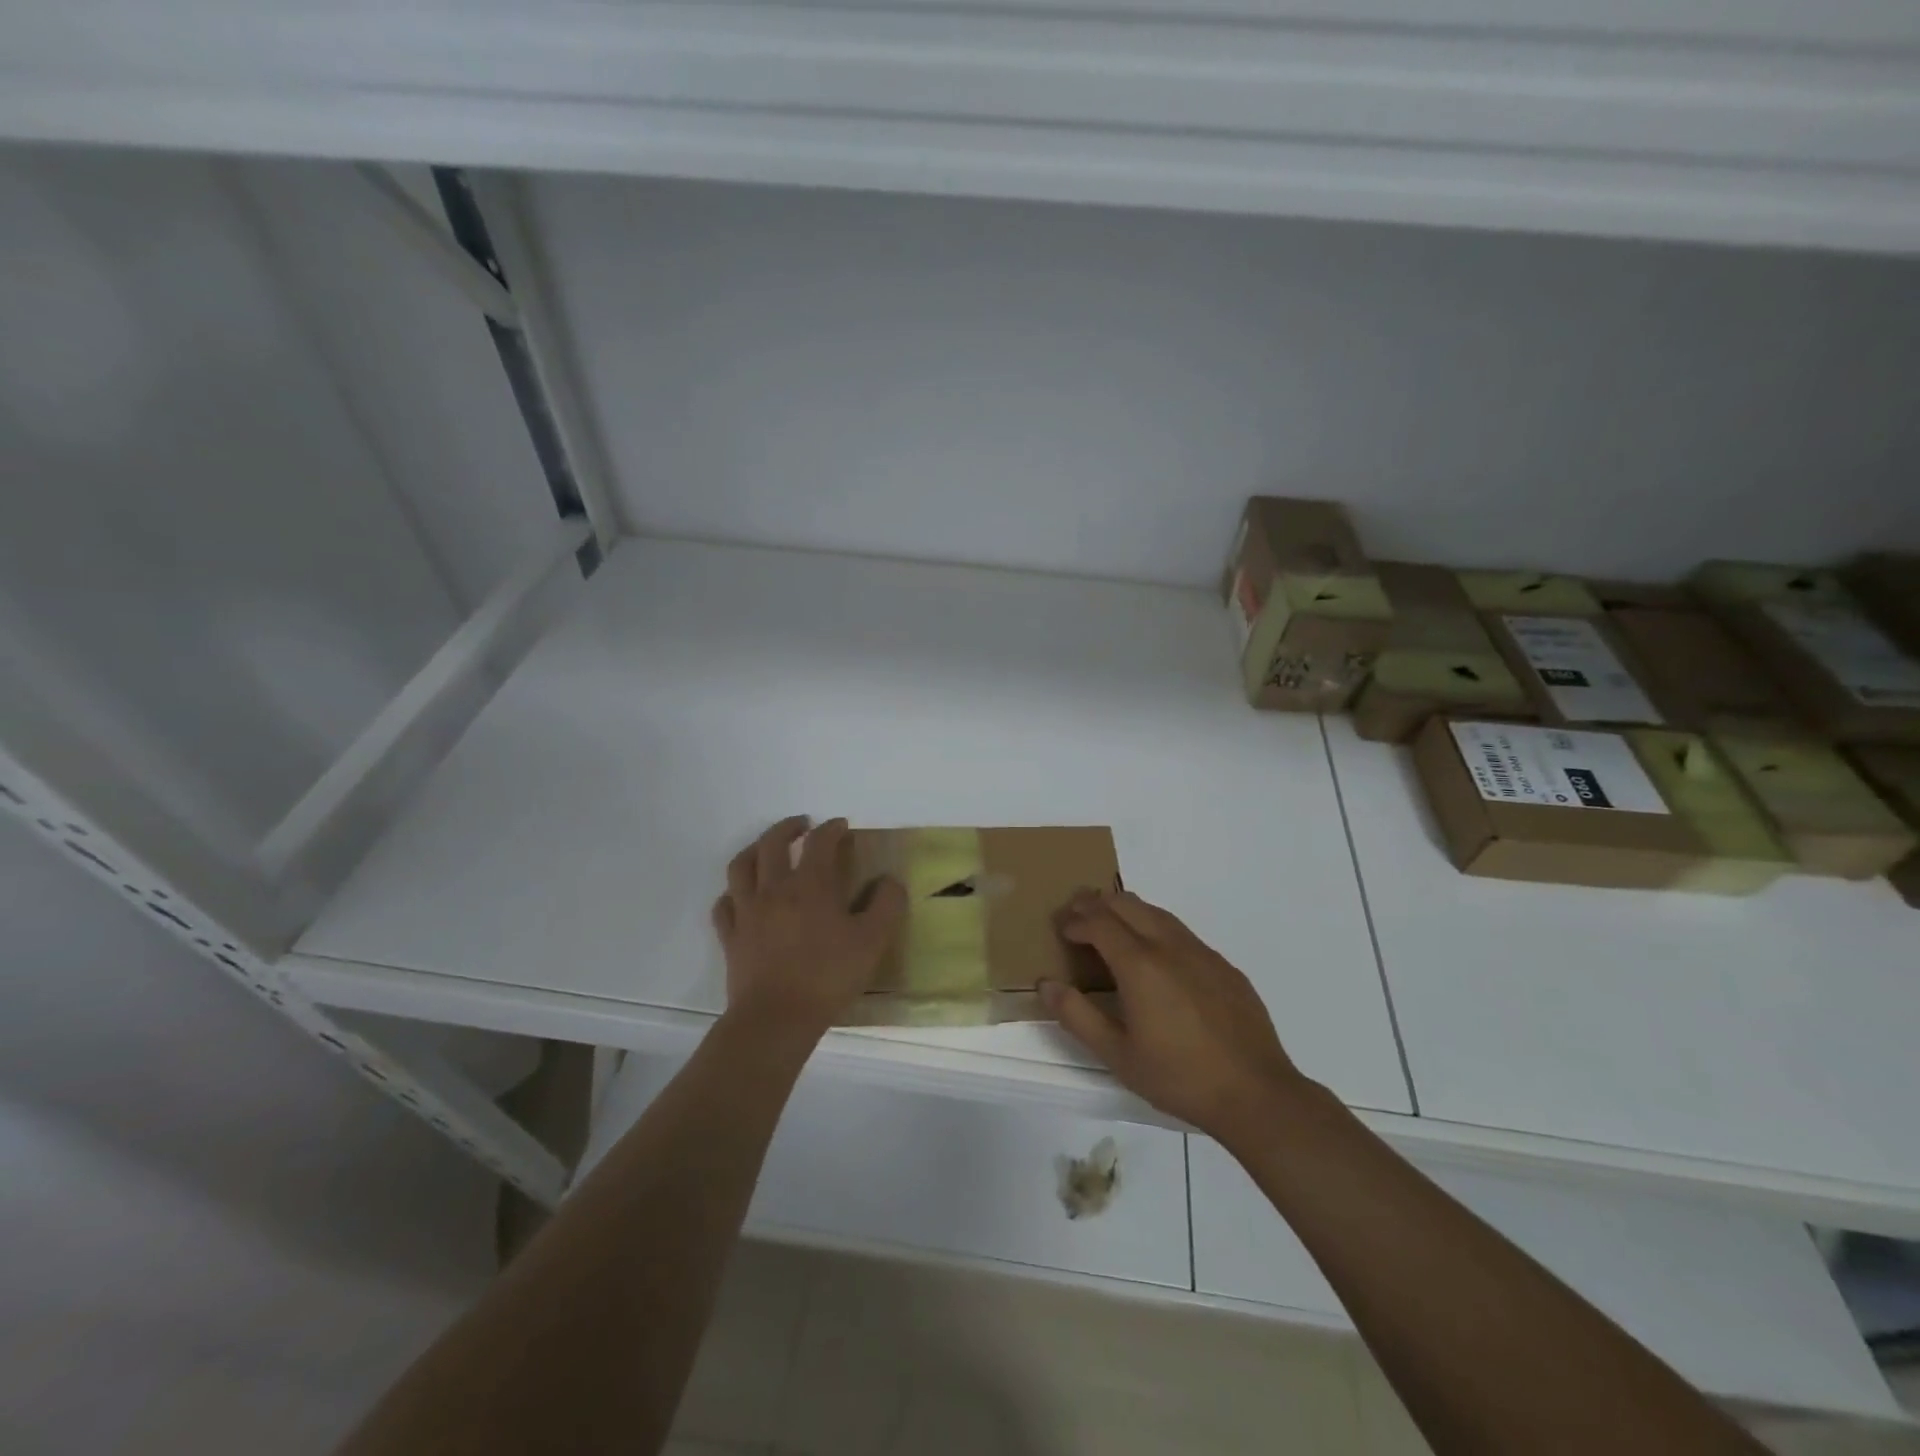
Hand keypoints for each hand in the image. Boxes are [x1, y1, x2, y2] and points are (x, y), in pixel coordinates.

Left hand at [712, 816, 905, 1031]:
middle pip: (773, 843)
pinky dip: (732, 893)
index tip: (841, 826)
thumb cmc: (828, 976)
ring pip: (741, 866)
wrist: (776, 1019)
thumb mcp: (872, 941)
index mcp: (811, 885)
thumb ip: (886, 904)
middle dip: (788, 828)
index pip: (820, 842)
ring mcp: (747, 912)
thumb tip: (889, 880)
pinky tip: (740, 897)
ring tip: (766, 849)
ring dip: (754, 850)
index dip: (831, 828)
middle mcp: (774, 889)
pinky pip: (724, 905)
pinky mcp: (731, 937)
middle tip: (802, 825)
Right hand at [1041, 890, 1306, 1140]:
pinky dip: (1156, 928)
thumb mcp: (1117, 1055)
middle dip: (1097, 904)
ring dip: (1128, 911)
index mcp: (1140, 965)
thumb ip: (1077, 1016)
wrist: (1256, 1093)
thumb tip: (1046, 984)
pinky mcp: (1224, 966)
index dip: (1075, 920)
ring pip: (1157, 913)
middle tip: (1078, 916)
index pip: (1099, 922)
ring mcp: (1202, 952)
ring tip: (1111, 925)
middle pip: (1127, 904)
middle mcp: (1170, 946)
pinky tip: (1156, 956)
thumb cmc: (1179, 1077)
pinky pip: (1182, 932)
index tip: (1061, 928)